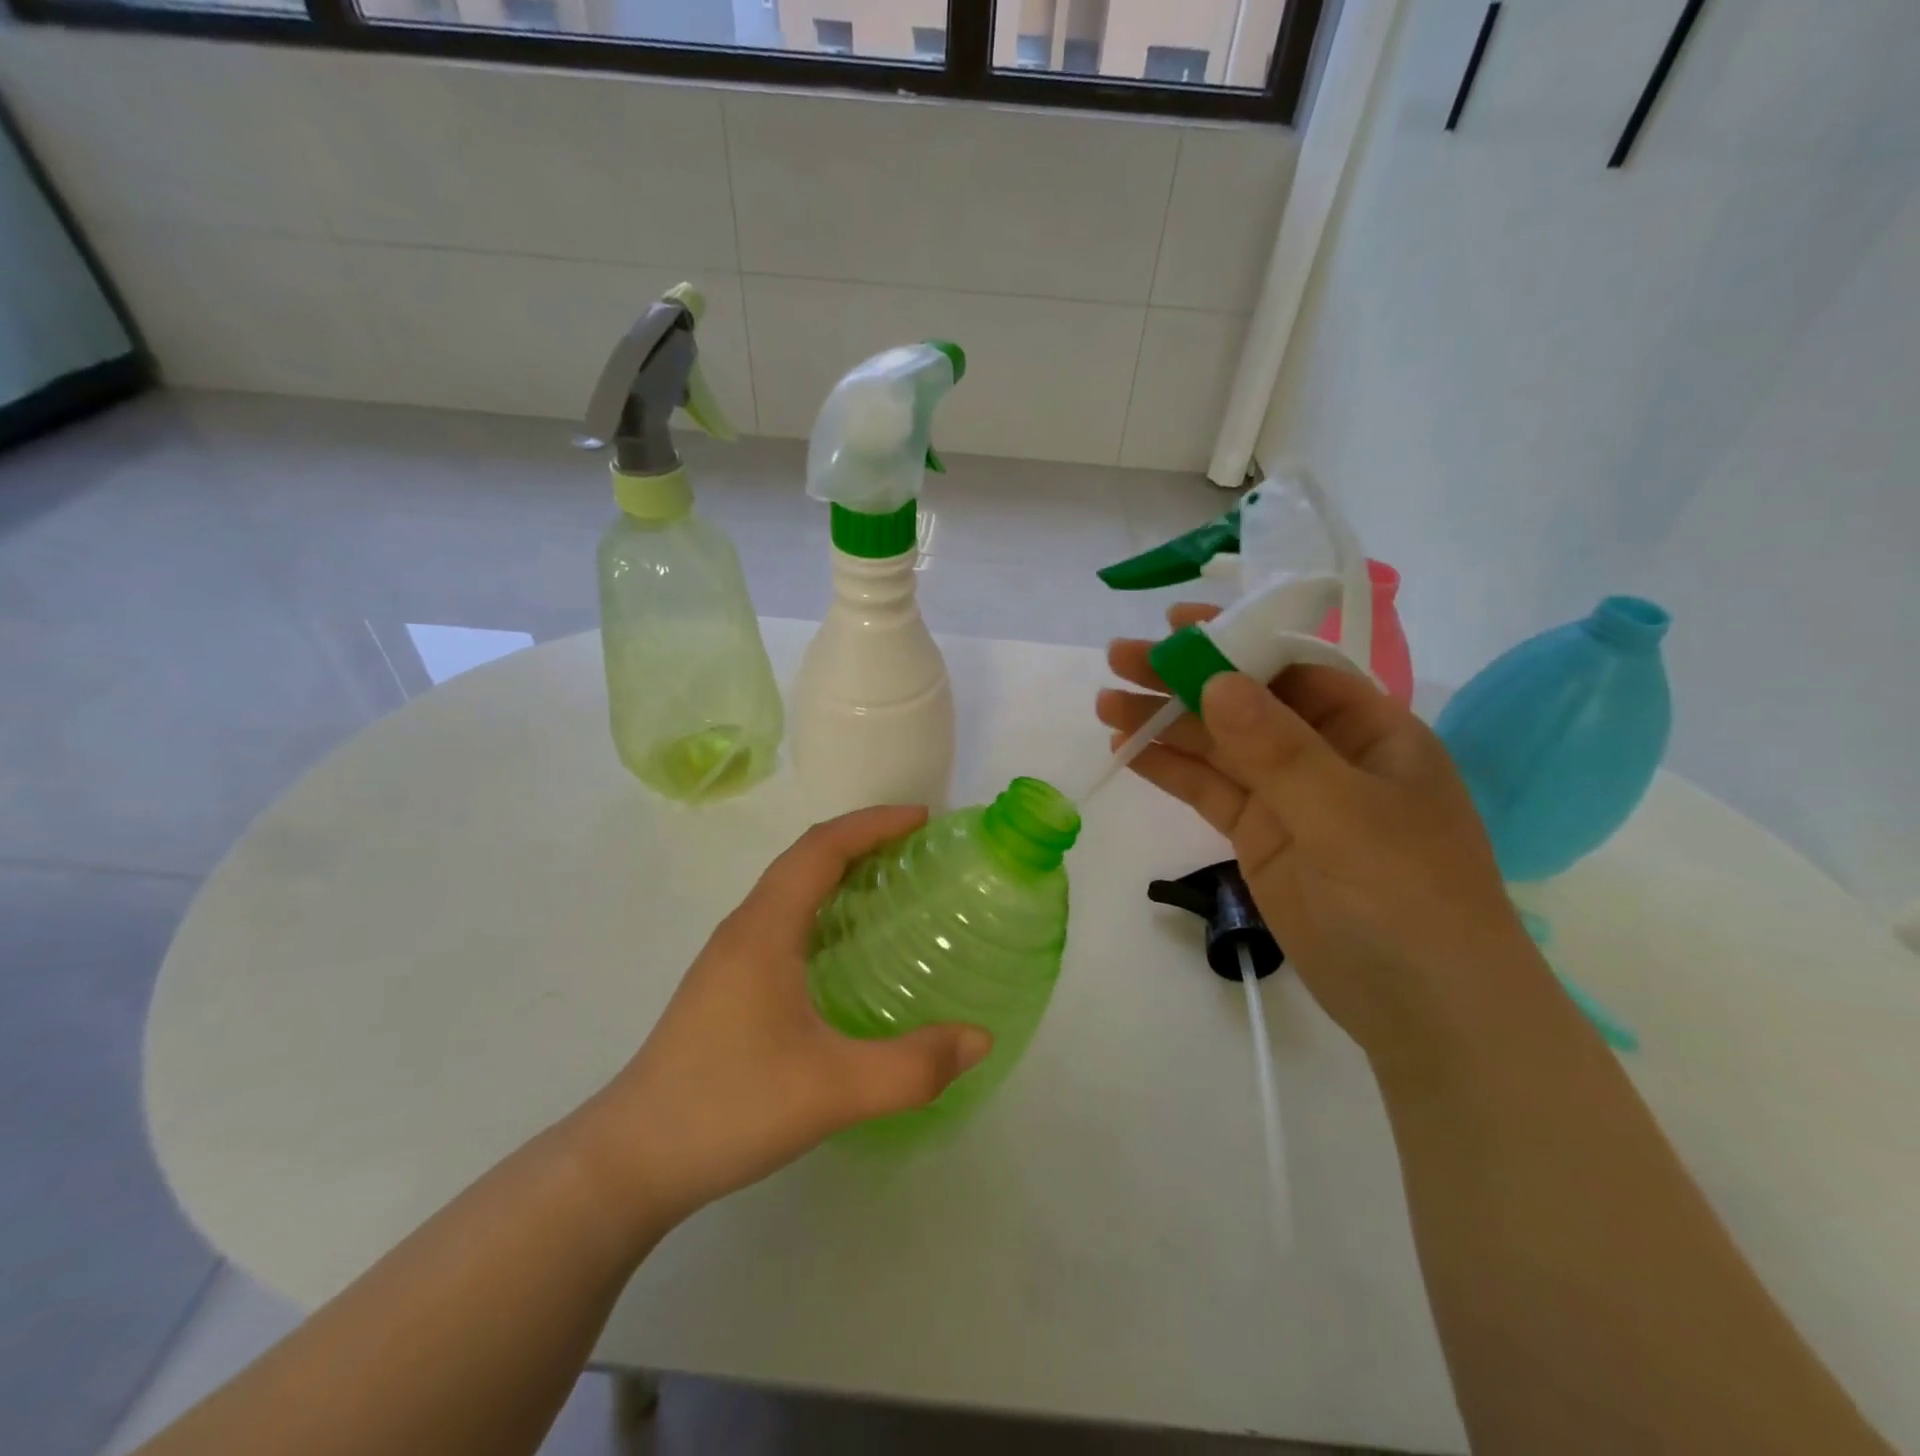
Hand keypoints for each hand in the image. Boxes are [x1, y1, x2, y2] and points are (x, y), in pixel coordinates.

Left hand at [585, 807, 991, 1229]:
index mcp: (764, 929)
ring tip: (893, 890)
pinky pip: (783, 922)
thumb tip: (980, 1037)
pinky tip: (849, 952)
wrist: (630, 1163)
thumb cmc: (728, 1107)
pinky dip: (823, 910)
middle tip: (919, 852)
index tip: (922, 819)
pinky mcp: (726, 987)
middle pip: (805, 859)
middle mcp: (744, 929)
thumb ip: (913, 1066)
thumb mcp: (833, 1090)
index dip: (872, 823)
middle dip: (862, 841)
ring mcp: (729, 958)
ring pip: (790, 891)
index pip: (820, 848)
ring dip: (840, 874)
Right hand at [1098, 604, 1531, 1060]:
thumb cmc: (1408, 898)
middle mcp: (1327, 755)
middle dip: (1183, 680)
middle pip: (1245, 704)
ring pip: (1219, 748)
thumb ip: (1278, 749)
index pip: (1293, 668)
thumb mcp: (1346, 816)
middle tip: (1118, 660)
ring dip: (1165, 724)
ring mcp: (1291, 800)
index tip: (1176, 624)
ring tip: (1106, 704)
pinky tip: (1130, 750)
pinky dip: (1171, 770)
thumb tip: (1216, 682)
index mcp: (1371, 731)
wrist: (1426, 1012)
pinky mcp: (1260, 839)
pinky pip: (1210, 792)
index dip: (1235, 640)